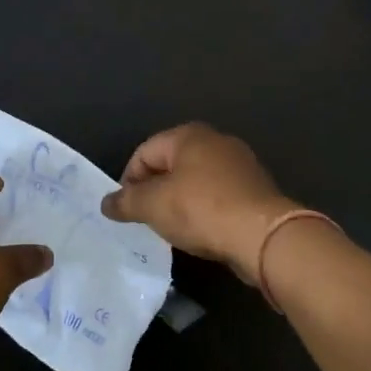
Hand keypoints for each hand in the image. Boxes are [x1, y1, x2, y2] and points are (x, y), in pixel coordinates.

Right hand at [100, 123, 296, 285]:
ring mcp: (240, 164)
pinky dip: (204, 210)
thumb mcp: (153, 206)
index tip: (126, 209)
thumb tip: (106, 203)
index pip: (144, 151)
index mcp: (189, 135)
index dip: (129, 180)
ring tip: (172, 228)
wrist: (263, 235)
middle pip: (171, 164)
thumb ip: (126, 202)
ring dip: (179, 202)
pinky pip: (218, 196)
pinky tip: (201, 232)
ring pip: (195, 180)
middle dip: (154, 191)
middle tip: (146, 218)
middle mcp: (216, 141)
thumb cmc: (201, 210)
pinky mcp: (255, 189)